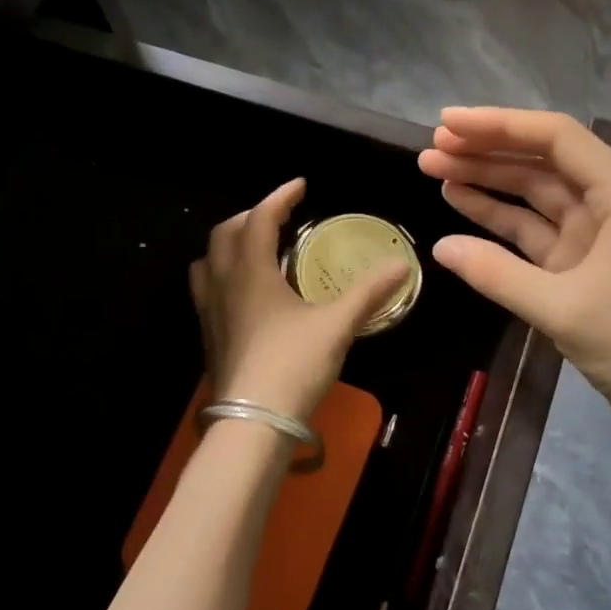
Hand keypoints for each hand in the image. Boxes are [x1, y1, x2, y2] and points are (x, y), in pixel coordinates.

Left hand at [189, 179, 409, 424]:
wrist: (252, 422)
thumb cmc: (293, 366)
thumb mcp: (337, 326)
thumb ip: (368, 293)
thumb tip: (402, 265)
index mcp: (251, 272)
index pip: (260, 219)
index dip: (280, 198)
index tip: (301, 186)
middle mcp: (223, 285)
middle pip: (225, 234)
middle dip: (252, 217)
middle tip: (279, 217)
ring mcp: (210, 312)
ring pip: (208, 261)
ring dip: (230, 245)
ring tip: (256, 249)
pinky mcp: (209, 337)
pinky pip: (207, 290)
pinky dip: (224, 275)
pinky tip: (247, 296)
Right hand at [419, 108, 610, 467]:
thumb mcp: (563, 308)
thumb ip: (497, 274)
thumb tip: (440, 248)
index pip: (557, 139)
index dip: (500, 126)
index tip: (448, 125)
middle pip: (542, 165)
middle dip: (486, 153)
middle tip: (430, 151)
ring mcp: (595, 239)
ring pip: (534, 199)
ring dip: (488, 185)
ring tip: (436, 173)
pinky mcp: (582, 269)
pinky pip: (534, 235)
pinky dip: (500, 225)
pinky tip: (462, 213)